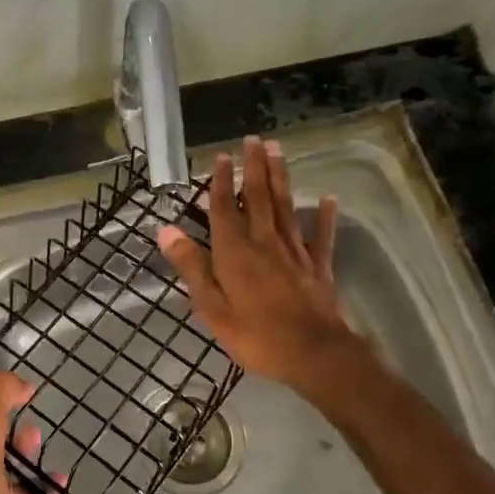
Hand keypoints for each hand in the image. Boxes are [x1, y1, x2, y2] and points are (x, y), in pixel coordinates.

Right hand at [156, 135, 358, 395]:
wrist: (314, 355)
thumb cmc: (256, 335)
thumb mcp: (211, 307)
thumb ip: (191, 266)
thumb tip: (166, 230)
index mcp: (235, 252)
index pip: (224, 209)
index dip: (221, 182)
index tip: (221, 156)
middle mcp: (264, 243)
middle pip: (258, 198)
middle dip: (254, 168)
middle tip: (254, 139)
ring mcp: (294, 253)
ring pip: (285, 208)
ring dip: (280, 178)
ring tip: (278, 151)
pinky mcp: (318, 268)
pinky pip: (321, 237)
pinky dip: (324, 217)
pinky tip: (327, 199)